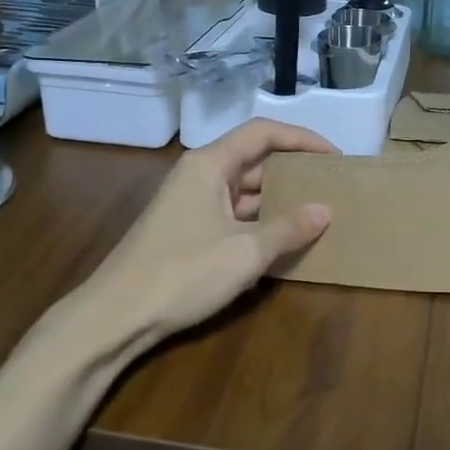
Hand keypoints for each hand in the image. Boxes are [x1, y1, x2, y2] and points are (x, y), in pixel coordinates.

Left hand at [88, 120, 335, 336]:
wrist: (115, 317)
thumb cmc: (183, 272)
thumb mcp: (245, 252)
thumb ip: (288, 228)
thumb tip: (325, 210)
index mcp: (210, 164)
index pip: (263, 132)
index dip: (302, 138)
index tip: (334, 156)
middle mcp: (200, 174)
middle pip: (254, 158)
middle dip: (293, 169)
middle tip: (330, 184)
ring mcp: (191, 203)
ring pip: (244, 189)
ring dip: (277, 198)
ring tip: (316, 211)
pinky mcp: (187, 229)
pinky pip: (232, 213)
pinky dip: (259, 221)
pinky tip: (282, 240)